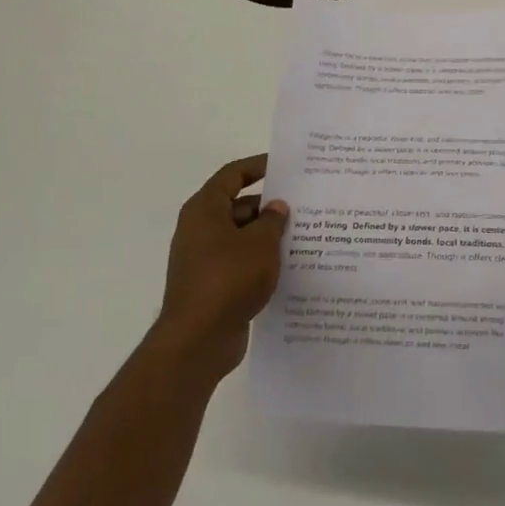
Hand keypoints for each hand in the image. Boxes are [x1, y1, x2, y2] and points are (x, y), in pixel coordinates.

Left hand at [152, 155, 288, 384]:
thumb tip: (276, 206)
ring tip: (305, 235)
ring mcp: (205, 259)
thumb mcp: (260, 243)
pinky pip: (242, 262)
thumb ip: (272, 220)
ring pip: (242, 237)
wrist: (199, 339)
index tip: (284, 166)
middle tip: (305, 206)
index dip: (257, 166)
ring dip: (269, 235)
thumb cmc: (228, 279)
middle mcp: (200, 230)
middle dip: (270, 206)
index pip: (232, 175)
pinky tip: (290, 267)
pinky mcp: (214, 284)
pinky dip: (262, 260)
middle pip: (238, 206)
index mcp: (204, 210)